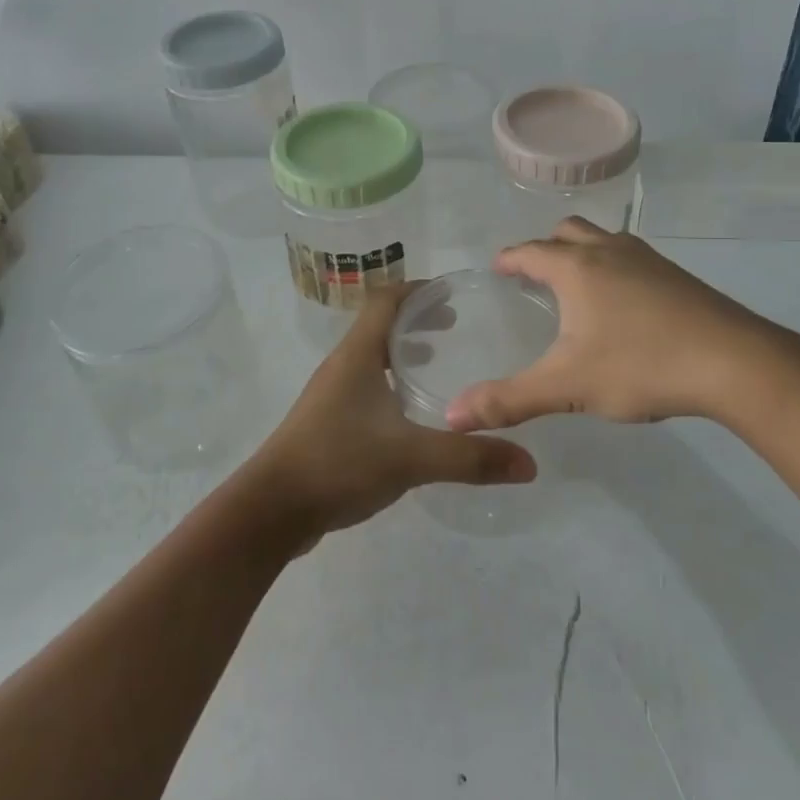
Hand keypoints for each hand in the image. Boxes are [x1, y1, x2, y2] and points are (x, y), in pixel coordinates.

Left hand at [243, 285, 537, 540]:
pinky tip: (410, 413)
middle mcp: (342, 365)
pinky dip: (391, 382)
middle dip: (417, 319)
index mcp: (357, 354)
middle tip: (456, 326)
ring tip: (438, 360)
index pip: (386, 299)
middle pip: (380, 324)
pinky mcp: (327, 423)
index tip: (453, 293)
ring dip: (403, 351)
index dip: (418, 289)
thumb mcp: (411, 458)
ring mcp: (331, 395)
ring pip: (372, 357)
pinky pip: (365, 386)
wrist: (271, 510)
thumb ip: (470, 457)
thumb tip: (529, 462)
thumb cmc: (338, 463)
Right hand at [446, 217, 782, 429]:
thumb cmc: (641, 365)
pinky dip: (614, 268)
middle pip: (569, 231)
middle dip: (546, 246)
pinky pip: (632, 258)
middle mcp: (610, 252)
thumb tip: (452, 417)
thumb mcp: (567, 387)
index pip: (530, 251)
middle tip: (534, 274)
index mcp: (577, 268)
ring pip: (605, 240)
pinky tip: (624, 306)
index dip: (509, 258)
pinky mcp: (678, 277)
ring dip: (583, 253)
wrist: (735, 363)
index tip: (497, 267)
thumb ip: (508, 400)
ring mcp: (649, 260)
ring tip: (577, 285)